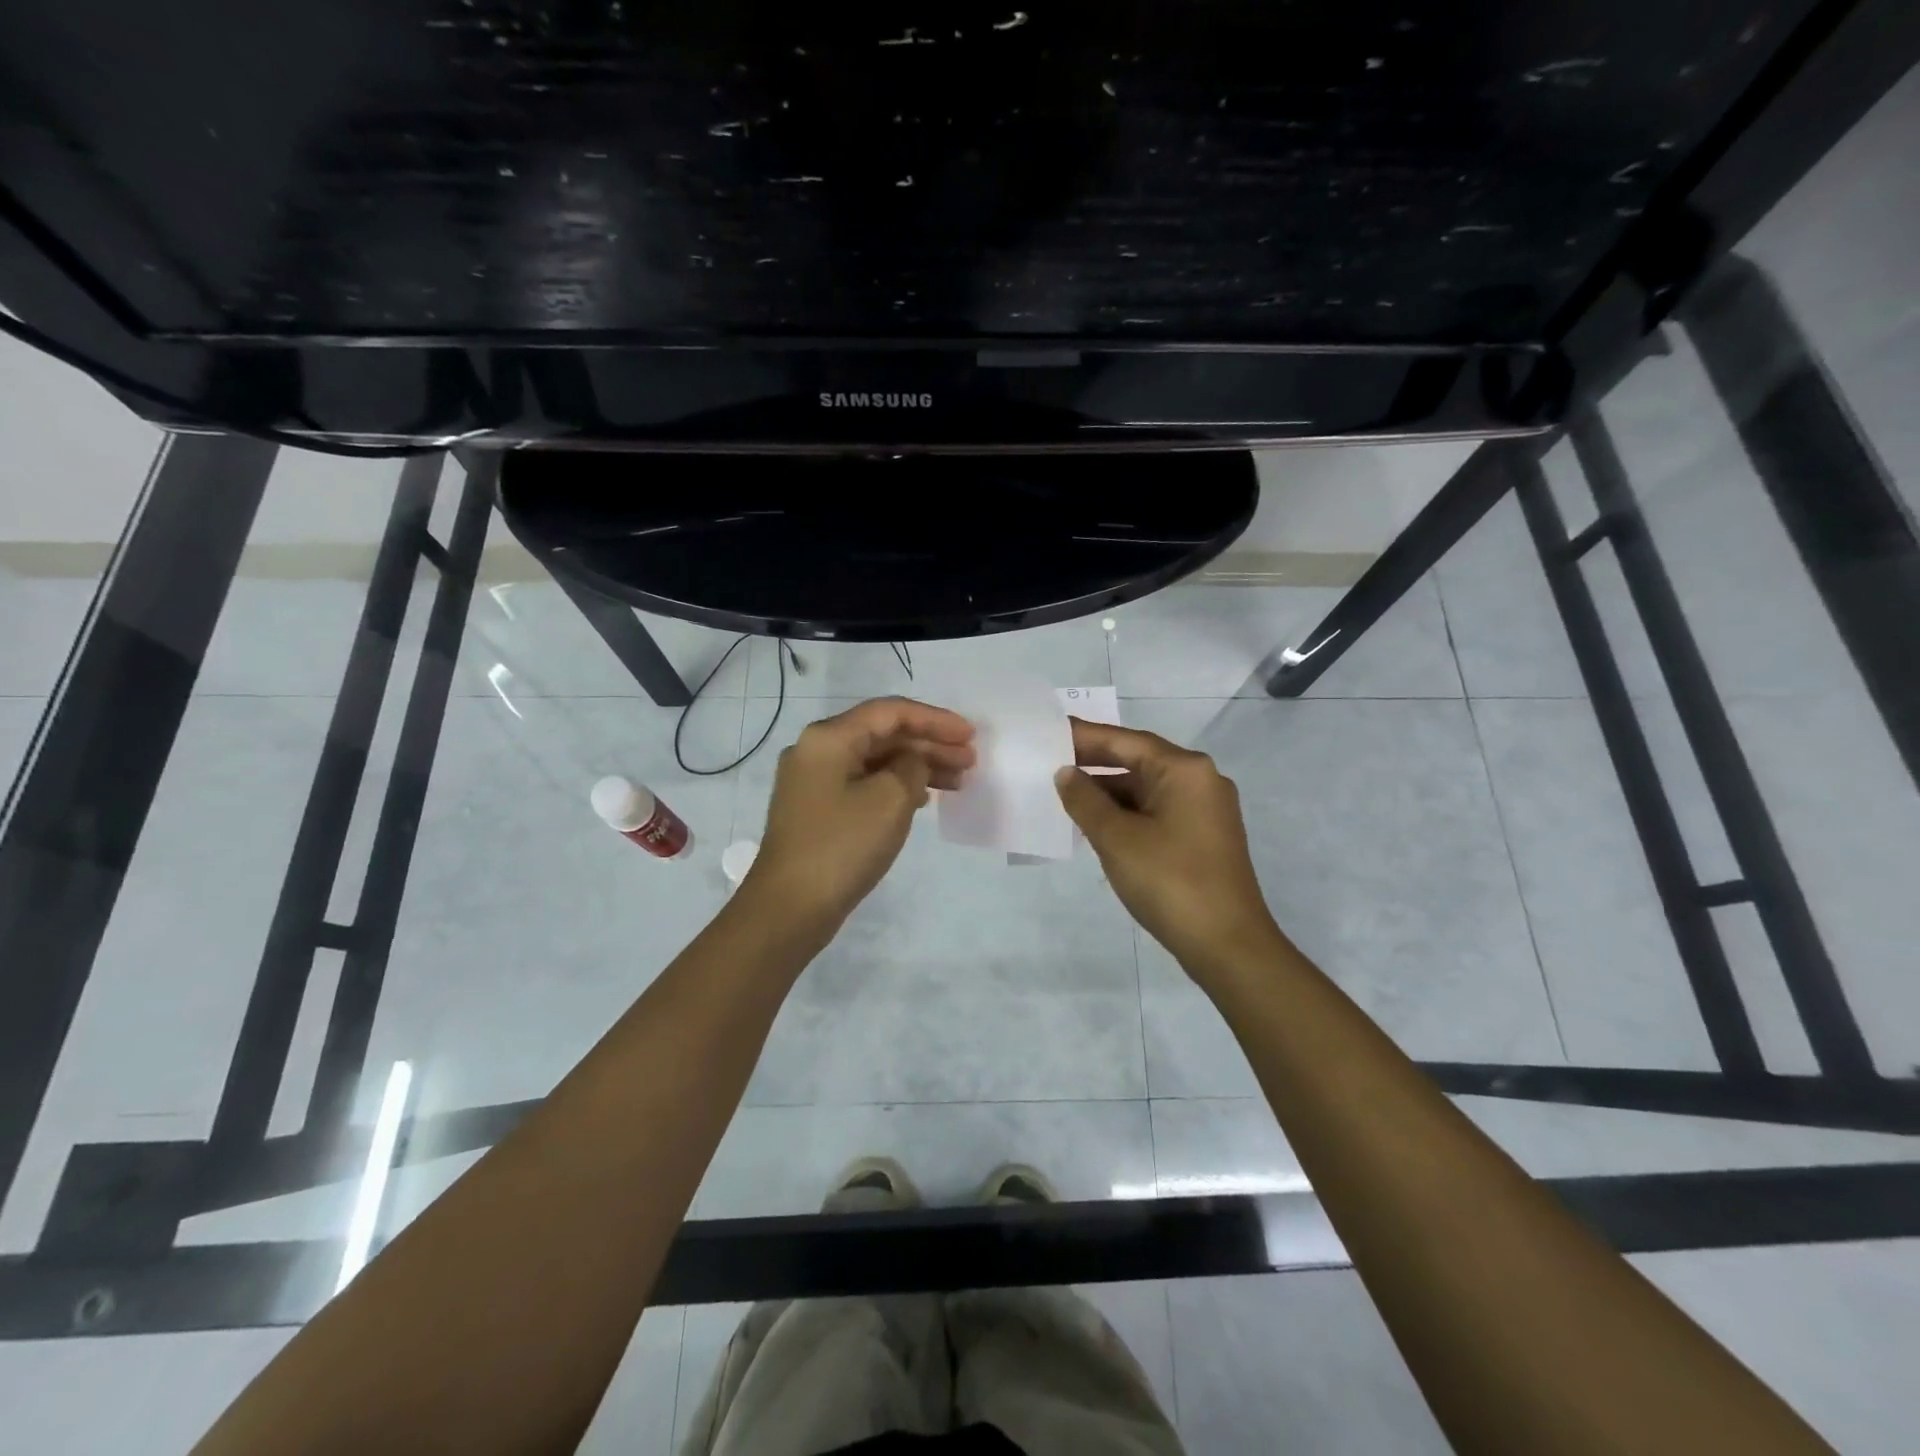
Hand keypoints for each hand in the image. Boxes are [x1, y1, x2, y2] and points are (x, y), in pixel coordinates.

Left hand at [744, 697, 974, 930]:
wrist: (789, 907)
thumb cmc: (843, 845)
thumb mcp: (891, 799)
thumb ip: (912, 767)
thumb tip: (912, 762)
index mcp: (829, 737)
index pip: (890, 712)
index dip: (935, 720)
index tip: (971, 734)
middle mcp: (817, 750)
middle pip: (883, 735)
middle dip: (930, 744)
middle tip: (970, 760)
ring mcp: (815, 781)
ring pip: (876, 761)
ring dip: (917, 766)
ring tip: (958, 782)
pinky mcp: (818, 809)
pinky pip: (865, 783)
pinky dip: (897, 786)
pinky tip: (924, 799)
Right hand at [1055, 717, 1281, 975]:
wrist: (1227, 945)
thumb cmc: (1169, 881)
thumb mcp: (1117, 838)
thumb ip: (1085, 800)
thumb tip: (1066, 773)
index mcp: (1184, 770)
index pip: (1125, 741)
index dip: (1085, 736)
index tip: (1050, 732)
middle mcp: (1200, 781)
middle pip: (1138, 761)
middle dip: (1094, 763)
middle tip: (1049, 761)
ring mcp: (1205, 810)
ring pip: (1146, 789)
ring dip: (1108, 791)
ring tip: (1064, 794)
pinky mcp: (1203, 837)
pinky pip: (1157, 811)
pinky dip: (1126, 812)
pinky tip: (1096, 823)